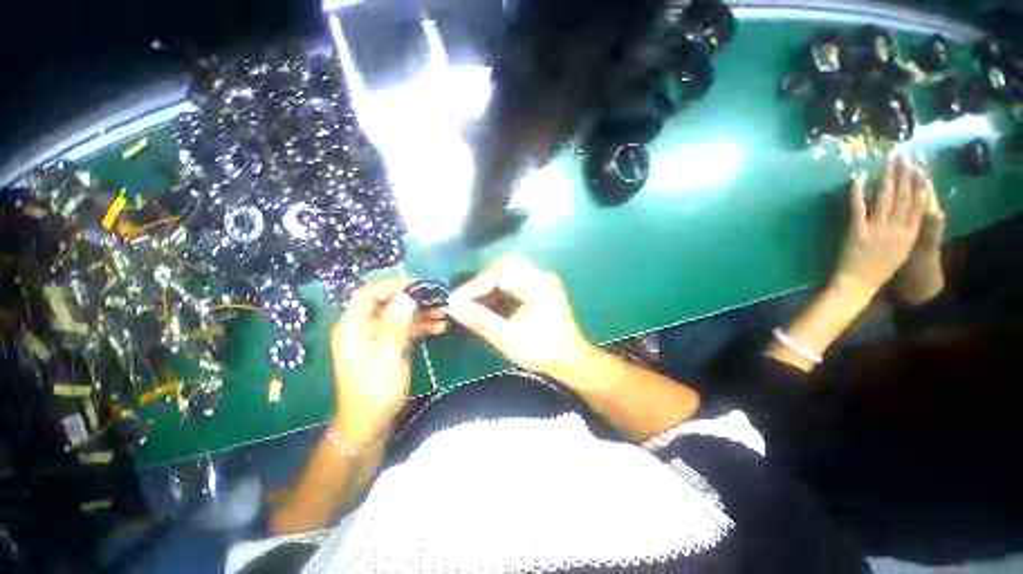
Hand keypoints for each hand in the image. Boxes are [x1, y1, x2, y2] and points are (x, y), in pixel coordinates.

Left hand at [330, 280, 446, 447]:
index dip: (391, 286)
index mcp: (353, 328)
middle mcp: (363, 328)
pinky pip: (406, 330)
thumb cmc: (373, 392)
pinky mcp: (389, 347)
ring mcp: (377, 338)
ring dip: (422, 313)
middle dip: (413, 300)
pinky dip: (422, 327)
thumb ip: (395, 326)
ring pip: (400, 316)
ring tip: (445, 312)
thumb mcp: (386, 357)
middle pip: (388, 303)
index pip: (368, 295)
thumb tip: (406, 298)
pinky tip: (440, 327)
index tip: (417, 285)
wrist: (369, 424)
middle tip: (438, 298)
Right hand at [447, 254, 590, 378]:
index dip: (474, 286)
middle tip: (467, 297)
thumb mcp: (508, 339)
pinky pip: (515, 279)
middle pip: (505, 264)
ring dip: (490, 282)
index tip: (455, 300)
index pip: (500, 274)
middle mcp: (541, 276)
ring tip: (475, 301)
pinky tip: (490, 302)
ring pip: (510, 270)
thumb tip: (452, 306)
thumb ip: (480, 321)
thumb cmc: (541, 351)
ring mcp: (542, 280)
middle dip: (483, 279)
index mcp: (537, 286)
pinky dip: (499, 287)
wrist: (570, 360)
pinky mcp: (541, 287)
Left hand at [833, 154, 932, 297]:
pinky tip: (857, 179)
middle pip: (903, 197)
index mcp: (910, 234)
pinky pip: (857, 208)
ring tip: (888, 162)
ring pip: (885, 199)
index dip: (919, 185)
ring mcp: (877, 229)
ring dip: (887, 178)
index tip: (920, 168)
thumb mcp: (901, 251)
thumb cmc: (880, 269)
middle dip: (904, 175)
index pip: (918, 205)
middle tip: (904, 156)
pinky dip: (857, 193)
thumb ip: (906, 232)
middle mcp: (897, 229)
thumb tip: (910, 214)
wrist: (859, 284)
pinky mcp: (857, 231)